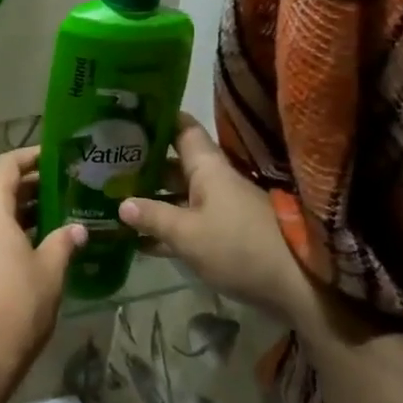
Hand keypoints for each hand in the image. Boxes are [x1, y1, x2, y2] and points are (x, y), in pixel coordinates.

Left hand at [0, 148, 84, 400]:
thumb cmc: (16, 308)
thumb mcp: (49, 272)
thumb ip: (63, 242)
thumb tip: (77, 228)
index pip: (5, 166)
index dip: (30, 156)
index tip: (55, 157)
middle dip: (30, 187)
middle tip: (65, 189)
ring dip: (19, 213)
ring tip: (55, 217)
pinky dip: (6, 234)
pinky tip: (33, 248)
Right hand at [117, 115, 317, 320]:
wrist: (297, 286)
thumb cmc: (239, 247)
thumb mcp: (188, 234)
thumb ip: (153, 217)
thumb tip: (122, 204)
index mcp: (208, 169)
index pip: (183, 129)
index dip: (158, 119)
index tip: (128, 115)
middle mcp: (214, 182)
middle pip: (174, 164)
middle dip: (143, 165)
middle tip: (105, 166)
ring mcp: (220, 209)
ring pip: (178, 196)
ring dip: (150, 199)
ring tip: (113, 201)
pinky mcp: (224, 236)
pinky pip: (186, 224)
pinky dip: (164, 228)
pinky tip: (137, 240)